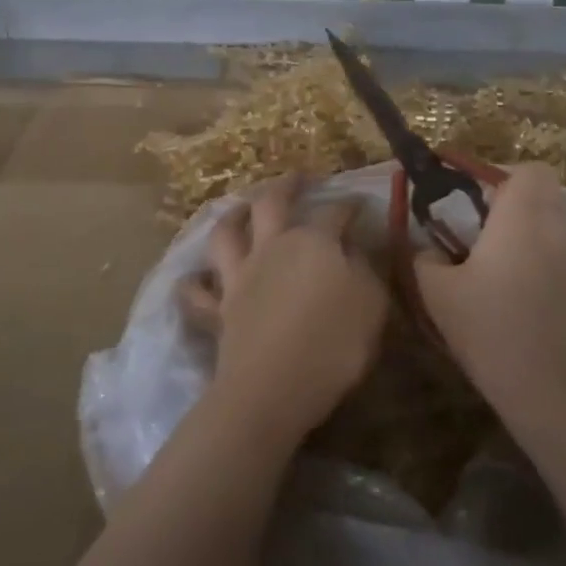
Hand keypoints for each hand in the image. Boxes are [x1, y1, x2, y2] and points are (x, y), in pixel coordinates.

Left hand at [196, 175, 387, 449]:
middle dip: (286, 185)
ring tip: (239, 209)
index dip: (349, 205)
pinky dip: (195, 283)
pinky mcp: (218, 310)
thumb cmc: (334, 345)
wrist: (274, 387)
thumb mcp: (371, 304)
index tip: (359, 203)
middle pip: (272, 203)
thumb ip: (365, 269)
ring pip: (226, 234)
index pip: (335, 212)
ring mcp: (239, 277)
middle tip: (298, 178)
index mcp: (313, 242)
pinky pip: (197, 292)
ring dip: (231, 216)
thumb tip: (353, 247)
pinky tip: (196, 279)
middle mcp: (271, 248)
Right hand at [413, 164, 565, 458]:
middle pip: (550, 204)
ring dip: (551, 253)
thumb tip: (431, 248)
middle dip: (526, 221)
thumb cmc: (492, 335)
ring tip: (532, 295)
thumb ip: (427, 258)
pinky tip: (559, 322)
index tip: (488, 212)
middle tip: (500, 258)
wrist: (561, 399)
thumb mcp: (438, 296)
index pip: (530, 171)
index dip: (508, 183)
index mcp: (525, 218)